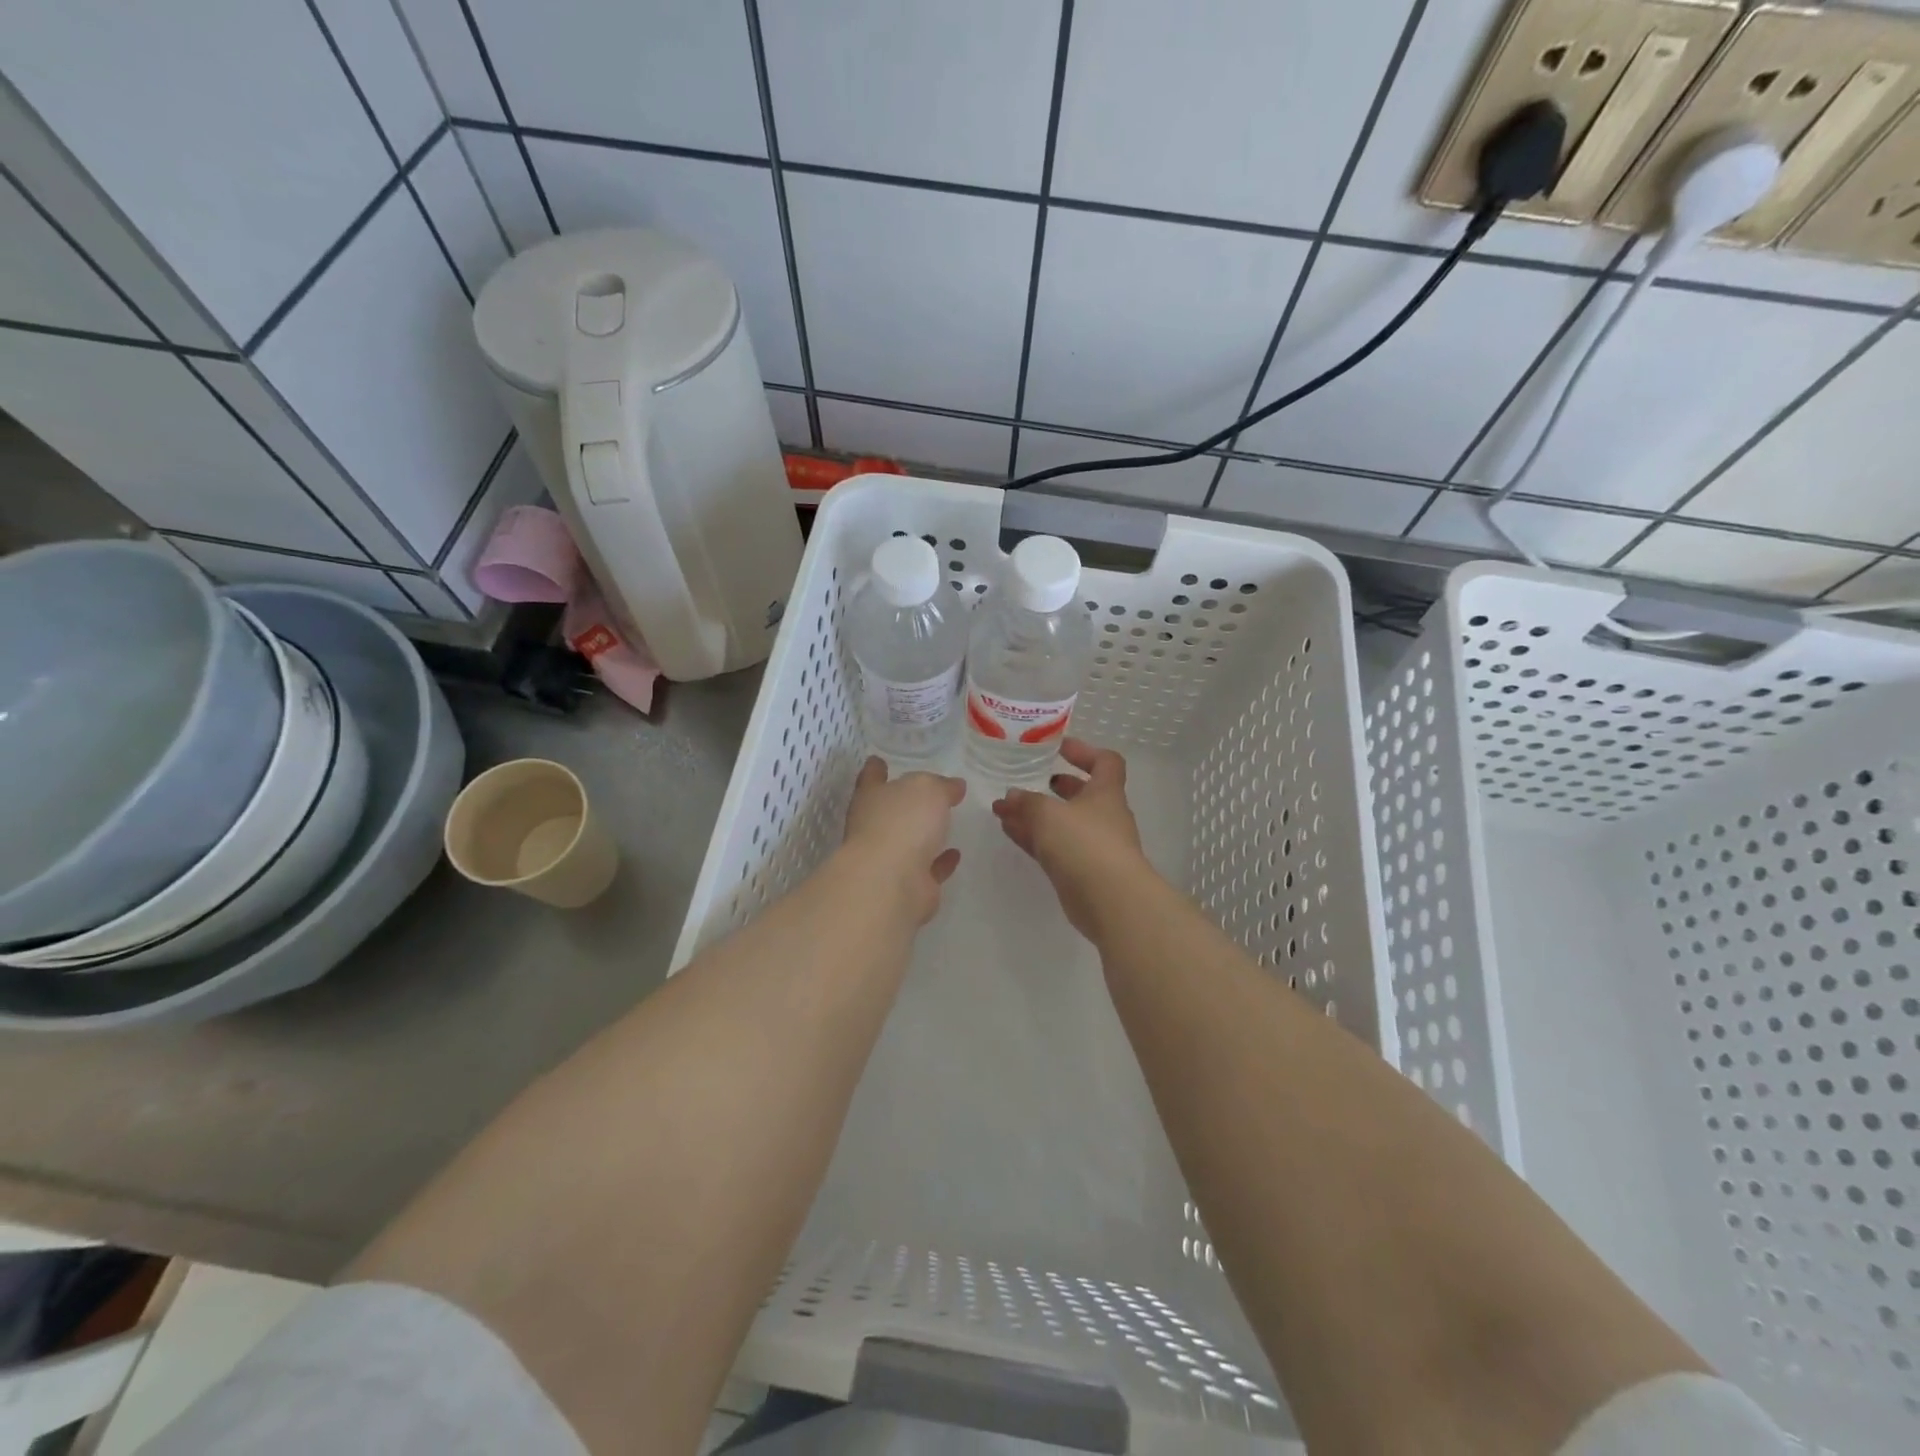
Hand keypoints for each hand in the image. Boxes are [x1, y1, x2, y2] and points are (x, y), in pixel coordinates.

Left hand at [840, 757, 964, 924]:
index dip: (876, 769)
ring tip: (944, 823)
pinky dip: (940, 862)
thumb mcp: (928, 789)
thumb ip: (941, 785)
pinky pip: (928, 868)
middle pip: (890, 810)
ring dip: (924, 834)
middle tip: (927, 794)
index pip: (872, 777)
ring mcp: (889, 859)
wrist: (891, 883)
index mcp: (872, 798)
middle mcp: (875, 827)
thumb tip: (954, 786)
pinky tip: (955, 854)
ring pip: (909, 841)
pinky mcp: (909, 885)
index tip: (877, 761)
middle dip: (905, 803)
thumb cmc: (903, 823)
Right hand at [991, 738, 1150, 940]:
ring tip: (1005, 809)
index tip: (1059, 748)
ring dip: (1036, 814)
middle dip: (1056, 787)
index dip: (1084, 751)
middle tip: (1030, 780)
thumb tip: (1011, 796)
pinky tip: (1009, 831)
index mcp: (1106, 793)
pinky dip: (1033, 837)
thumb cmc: (1085, 844)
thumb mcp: (1049, 814)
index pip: (1105, 762)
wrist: (1110, 901)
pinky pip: (1054, 847)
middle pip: (1082, 794)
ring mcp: (1094, 846)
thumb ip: (1027, 802)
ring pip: (1063, 823)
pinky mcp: (1081, 871)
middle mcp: (1104, 817)